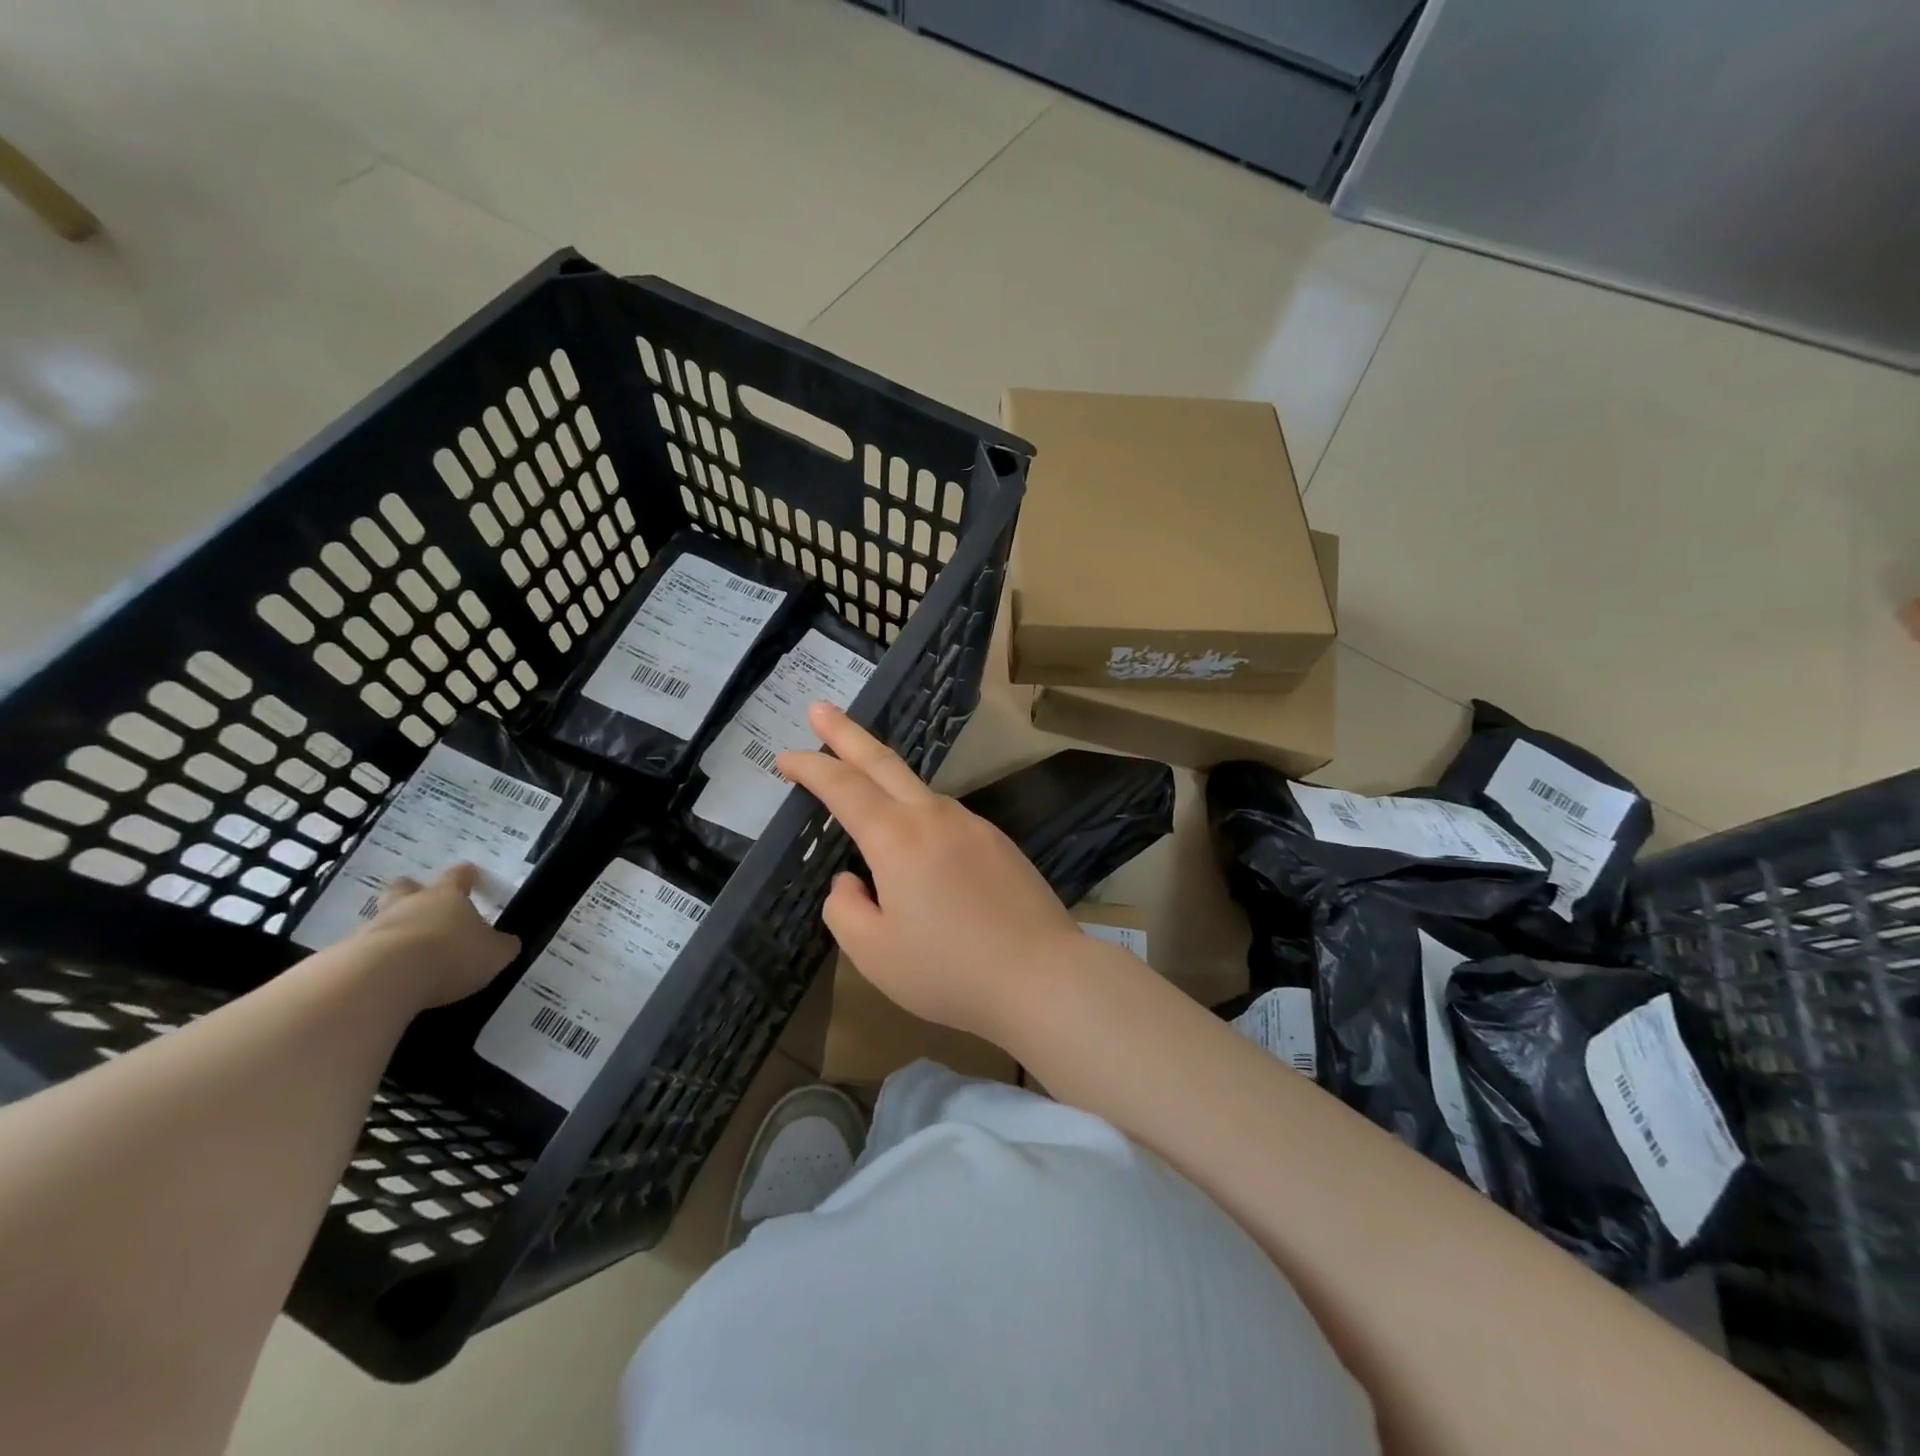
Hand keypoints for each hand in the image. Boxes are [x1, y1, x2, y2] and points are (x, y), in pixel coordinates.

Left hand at [352, 864, 520, 1010]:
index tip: (472, 876)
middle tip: (422, 903)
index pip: (458, 876)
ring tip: (406, 950)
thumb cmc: (450, 956)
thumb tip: (507, 943)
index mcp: (448, 897)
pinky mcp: (348, 955)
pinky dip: (376, 959)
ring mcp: (374, 927)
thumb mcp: (493, 954)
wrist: (382, 978)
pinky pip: (365, 950)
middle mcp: (410, 904)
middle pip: (407, 887)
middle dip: (413, 891)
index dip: (467, 876)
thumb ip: (501, 947)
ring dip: (393, 928)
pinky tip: (386, 976)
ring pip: (383, 918)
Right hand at [777, 703, 1083, 1043]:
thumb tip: (852, 881)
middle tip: (819, 708)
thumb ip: (845, 909)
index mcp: (896, 837)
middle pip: (882, 761)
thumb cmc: (948, 970)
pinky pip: (946, 820)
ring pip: (918, 791)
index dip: (810, 767)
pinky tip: (922, 851)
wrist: (1042, 976)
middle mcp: (934, 816)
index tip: (785, 757)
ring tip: (864, 786)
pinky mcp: (999, 843)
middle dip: (846, 733)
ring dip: (884, 778)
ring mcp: (973, 825)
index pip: (842, 786)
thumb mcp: (873, 952)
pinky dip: (919, 817)